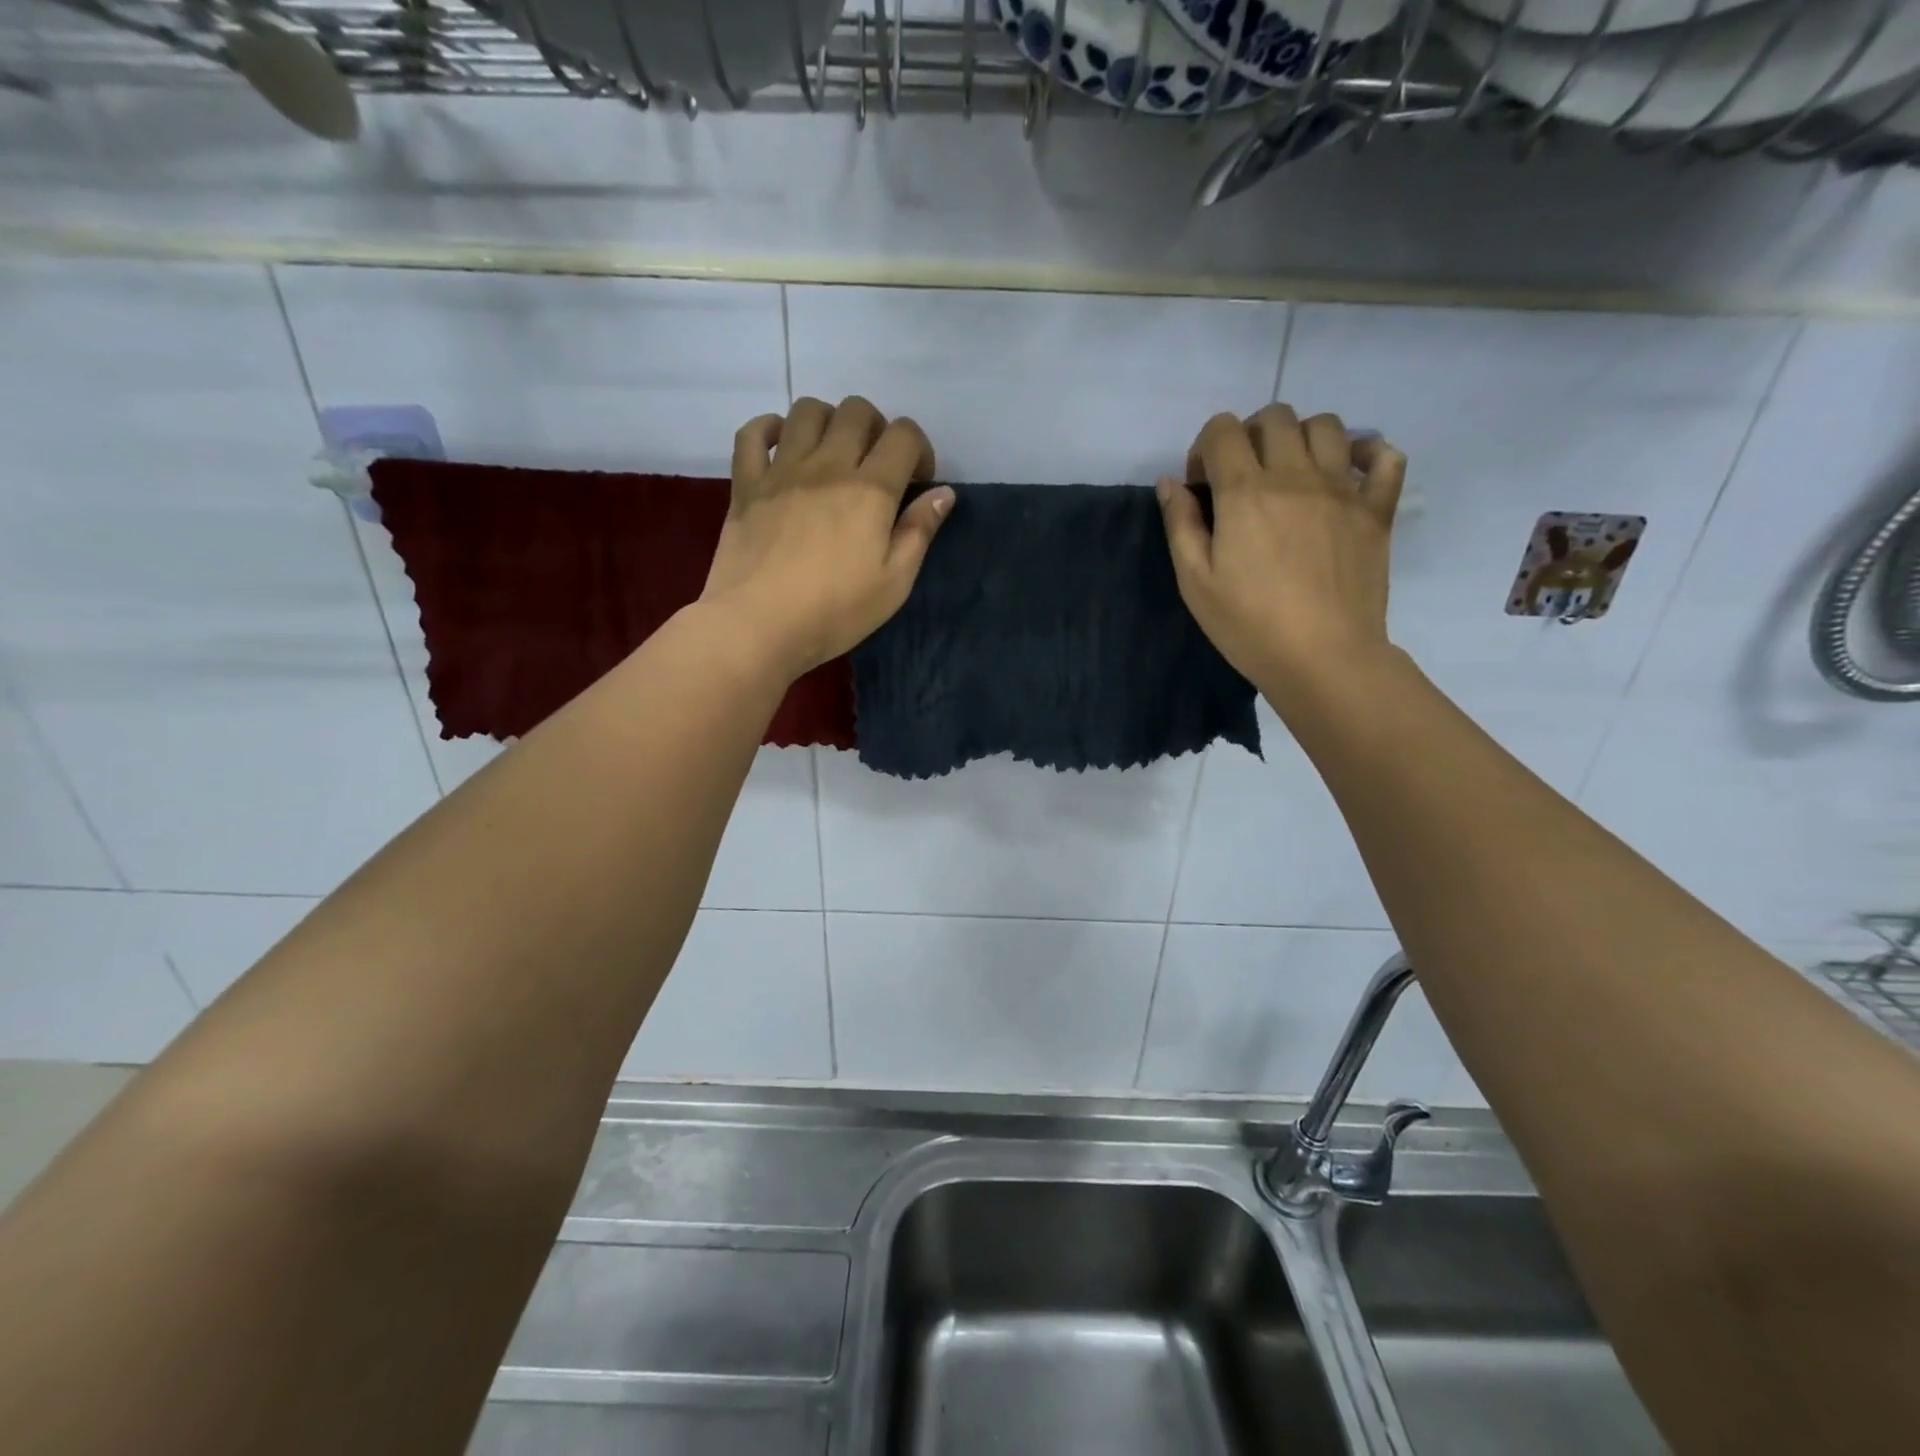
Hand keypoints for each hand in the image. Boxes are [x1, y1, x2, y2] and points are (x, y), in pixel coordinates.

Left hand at [701, 396, 953, 676]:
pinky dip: (769, 428)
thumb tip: (943, 492)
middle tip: (876, 465)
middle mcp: (828, 465)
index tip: (917, 481)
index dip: (919, 448)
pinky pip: (753, 432)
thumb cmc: (835, 611)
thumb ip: (920, 531)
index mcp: (871, 489)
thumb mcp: (894, 582)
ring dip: (828, 421)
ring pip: (807, 410)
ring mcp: (782, 470)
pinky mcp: (746, 484)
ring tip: (832, 453)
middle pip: (856, 411)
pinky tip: (781, 447)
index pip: (904, 435)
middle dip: (876, 428)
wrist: (758, 625)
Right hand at [1157, 403, 1405, 707]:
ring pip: (1325, 425)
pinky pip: (1384, 456)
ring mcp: (1342, 488)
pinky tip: (1346, 473)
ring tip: (1290, 474)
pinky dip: (1366, 453)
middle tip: (1242, 478)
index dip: (1204, 449)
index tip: (1202, 487)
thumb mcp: (1195, 581)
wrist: (1322, 657)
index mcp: (1245, 491)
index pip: (1222, 430)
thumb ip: (1180, 524)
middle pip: (1274, 417)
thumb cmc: (1248, 624)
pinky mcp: (1377, 508)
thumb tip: (1171, 482)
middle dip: (1249, 436)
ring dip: (1300, 438)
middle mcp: (1295, 475)